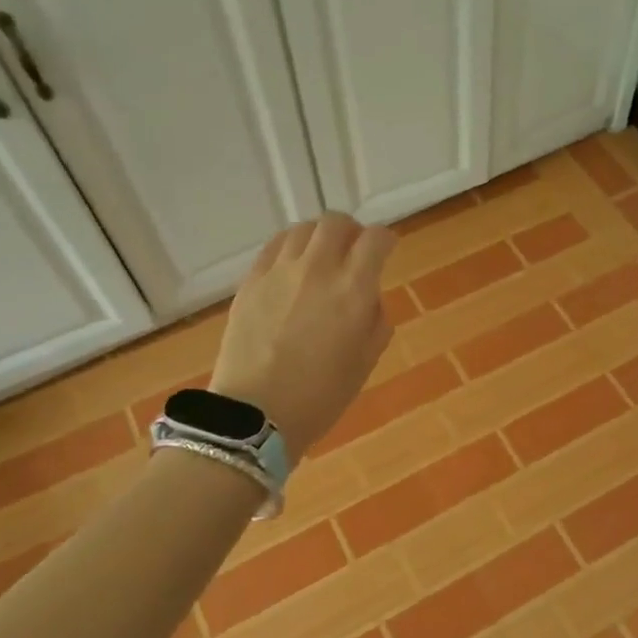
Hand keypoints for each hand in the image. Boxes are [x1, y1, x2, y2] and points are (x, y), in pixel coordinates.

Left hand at [211, 213, 397, 459]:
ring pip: (303, 229)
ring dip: (319, 236)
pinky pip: (274, 246)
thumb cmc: (321, 396)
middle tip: (354, 249)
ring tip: (321, 256)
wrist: (257, 414)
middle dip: (352, 231)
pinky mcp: (251, 280)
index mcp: (353, 290)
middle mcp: (317, 269)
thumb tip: (368, 297)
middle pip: (336, 222)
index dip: (386, 240)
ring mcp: (279, 272)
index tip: (387, 249)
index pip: (375, 240)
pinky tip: (293, 265)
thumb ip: (376, 319)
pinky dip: (291, 247)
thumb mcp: (366, 361)